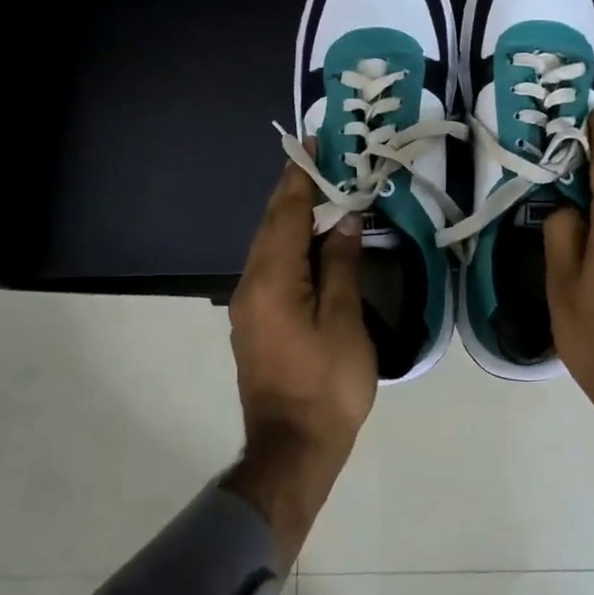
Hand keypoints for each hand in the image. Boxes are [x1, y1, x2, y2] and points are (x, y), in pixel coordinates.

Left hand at [224, 151, 377, 567]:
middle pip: (271, 225)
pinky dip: (290, 244)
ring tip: (320, 192)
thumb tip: (343, 220)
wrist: (293, 449)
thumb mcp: (344, 321)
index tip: (311, 145)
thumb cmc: (327, 385)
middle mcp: (251, 285)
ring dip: (291, 216)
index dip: (300, 177)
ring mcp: (249, 306)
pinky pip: (271, 267)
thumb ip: (341, 265)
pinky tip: (312, 243)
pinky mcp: (255, 322)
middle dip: (293, 190)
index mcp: (272, 280)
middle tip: (319, 160)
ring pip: (269, 246)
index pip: (286, 214)